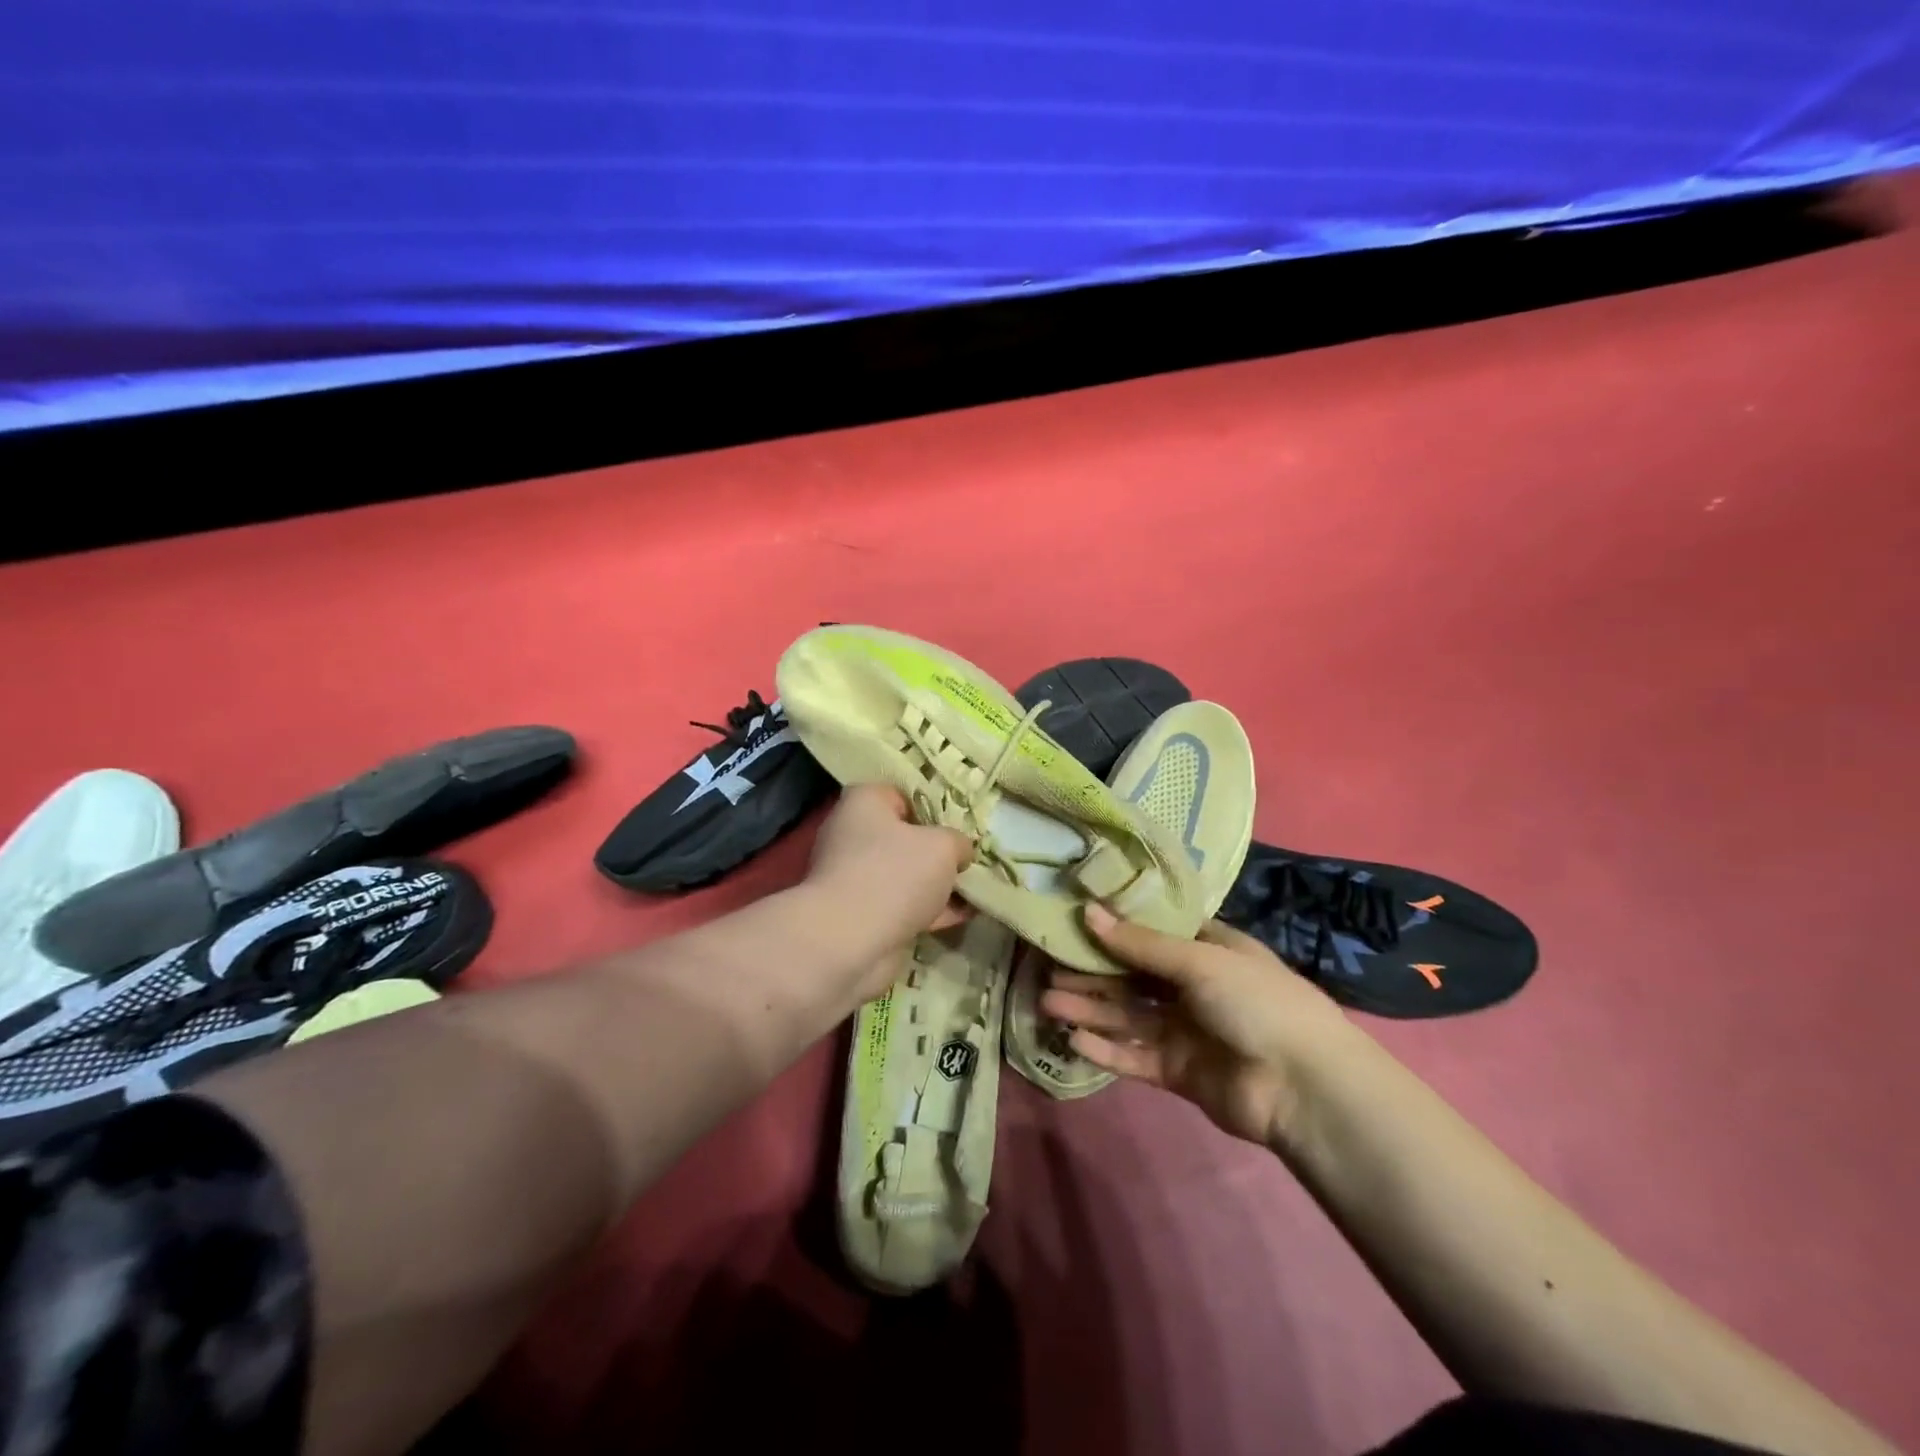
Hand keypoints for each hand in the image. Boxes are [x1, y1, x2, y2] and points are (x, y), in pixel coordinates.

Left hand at [804, 783, 972, 1000]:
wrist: (849, 942)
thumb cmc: (894, 874)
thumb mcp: (943, 846)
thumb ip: (958, 842)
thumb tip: (960, 851)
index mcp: (863, 803)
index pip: (902, 794)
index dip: (934, 807)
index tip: (962, 822)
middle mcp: (852, 835)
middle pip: (905, 836)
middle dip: (938, 849)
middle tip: (971, 856)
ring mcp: (854, 877)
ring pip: (905, 874)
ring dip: (936, 883)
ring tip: (976, 887)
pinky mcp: (861, 914)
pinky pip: (903, 905)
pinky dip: (929, 910)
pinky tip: (964, 915)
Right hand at [1042, 904, 1365, 1147]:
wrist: (1303, 1087)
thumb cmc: (1255, 1003)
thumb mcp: (1198, 961)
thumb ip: (1140, 943)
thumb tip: (1088, 912)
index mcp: (1208, 950)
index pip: (1154, 933)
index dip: (1115, 927)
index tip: (1073, 919)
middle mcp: (1193, 987)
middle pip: (1133, 976)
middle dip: (1091, 972)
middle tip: (1045, 966)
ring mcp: (1185, 1031)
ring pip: (1127, 1016)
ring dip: (1089, 1008)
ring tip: (1046, 1001)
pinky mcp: (1178, 1071)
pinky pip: (1135, 1056)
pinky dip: (1106, 1049)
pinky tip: (1073, 1039)